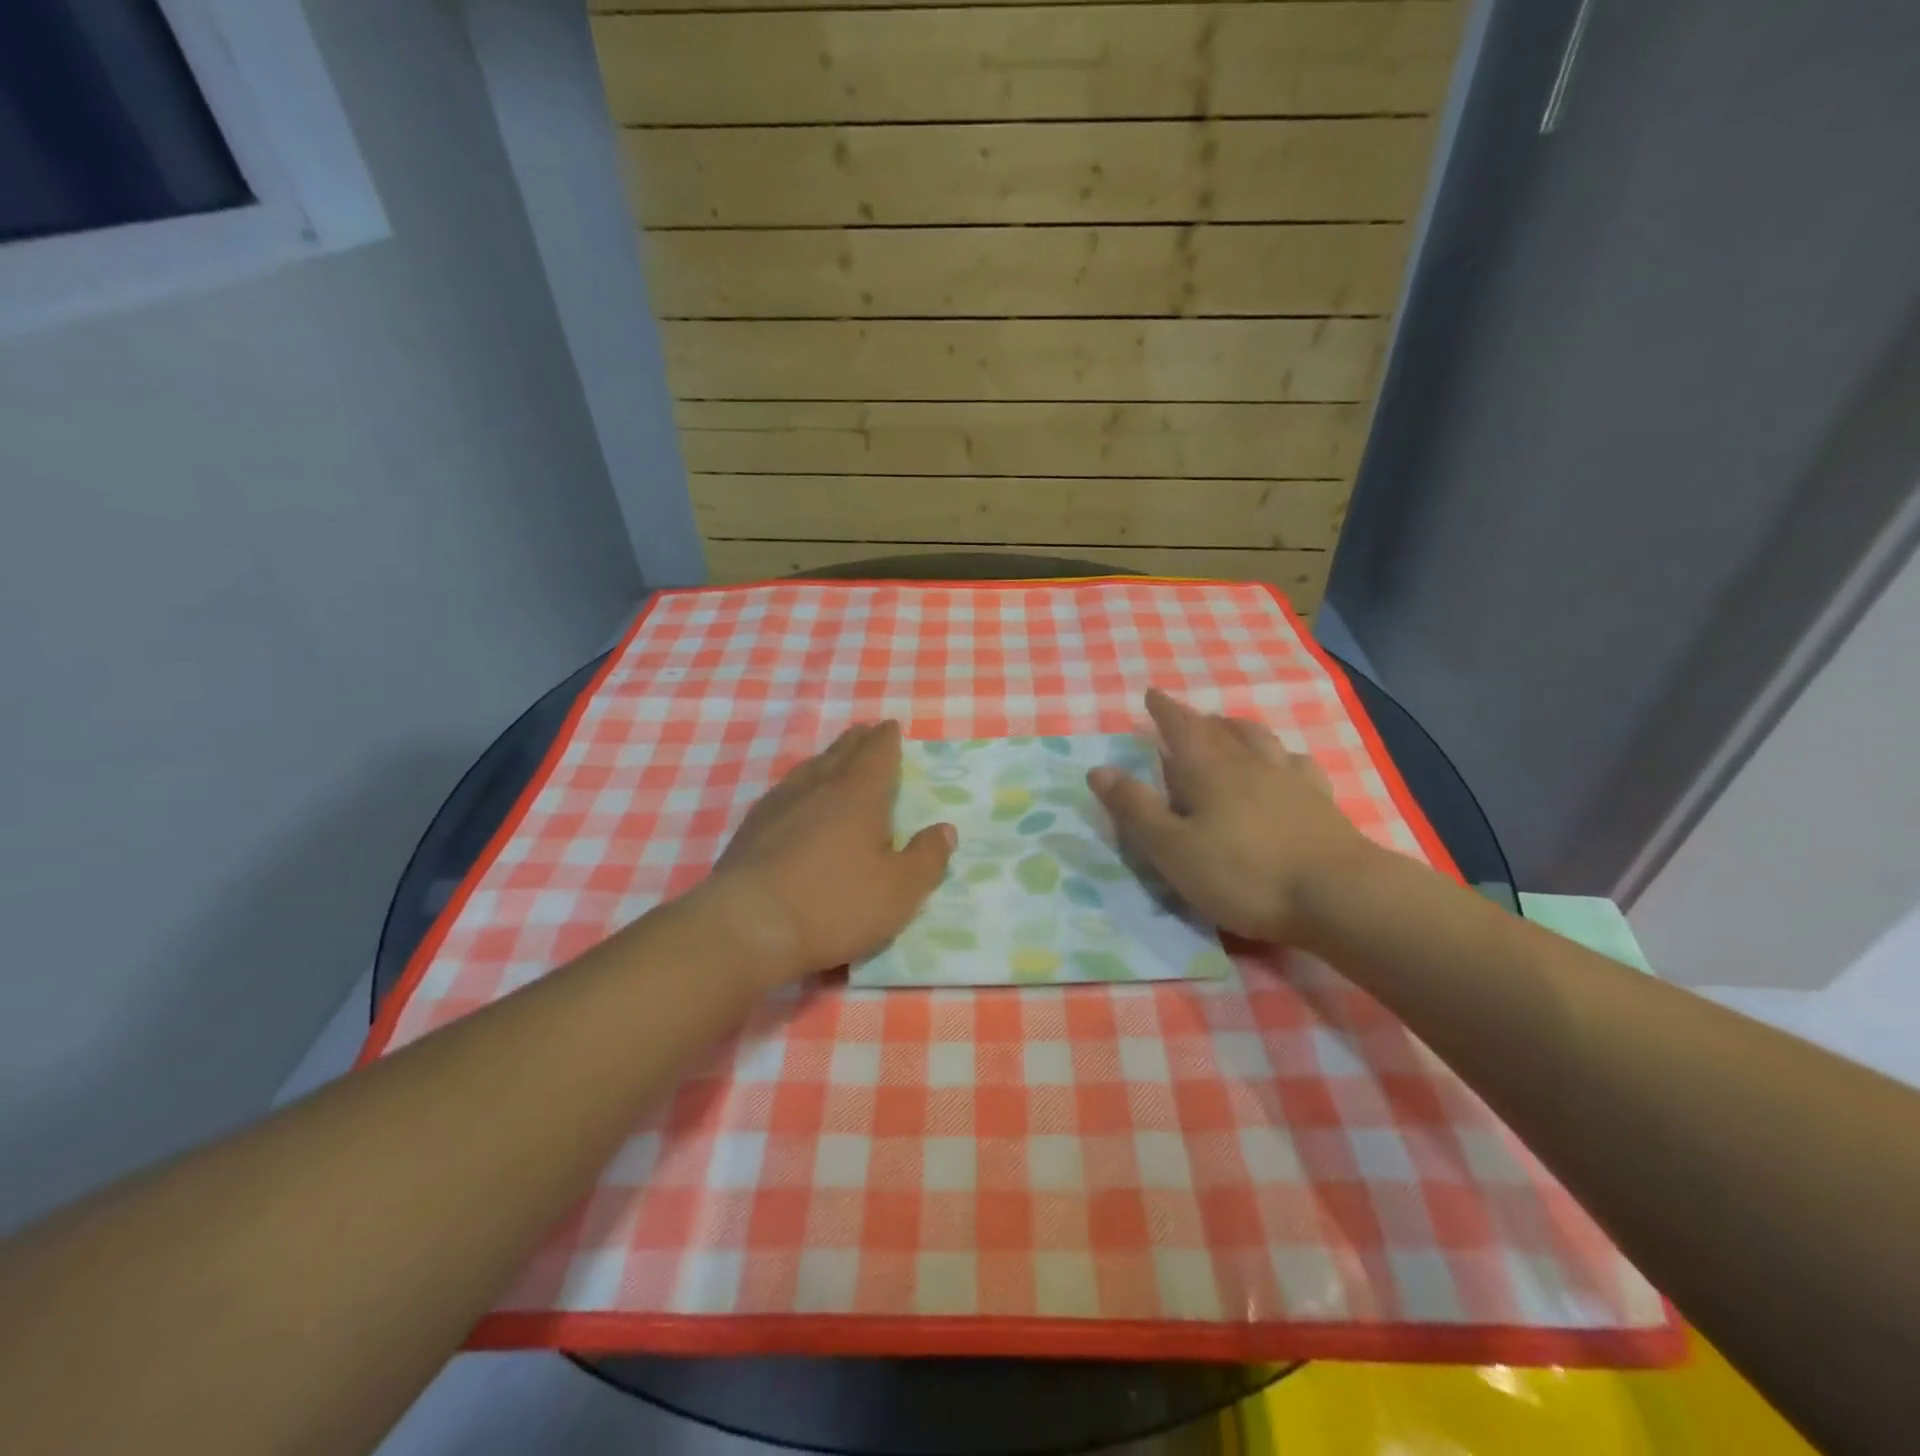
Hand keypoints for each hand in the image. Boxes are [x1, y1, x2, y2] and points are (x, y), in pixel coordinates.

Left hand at [702, 721, 955, 984]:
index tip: (890, 726)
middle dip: (857, 741)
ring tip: (833, 757)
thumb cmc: (835, 905)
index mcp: (858, 794)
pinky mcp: (751, 828)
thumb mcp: (899, 891)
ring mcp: (778, 805)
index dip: (886, 739)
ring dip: (826, 758)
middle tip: (865, 730)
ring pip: (808, 769)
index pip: (877, 754)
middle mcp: (817, 788)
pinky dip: (798, 785)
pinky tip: (794, 798)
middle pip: (840, 754)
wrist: (747, 927)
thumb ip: (927, 858)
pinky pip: (783, 792)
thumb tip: (945, 830)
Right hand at [1087, 689, 1377, 943]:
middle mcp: (1250, 763)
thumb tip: (1098, 769)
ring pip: (1261, 740)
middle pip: (1221, 729)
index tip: (1152, 694)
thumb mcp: (1173, 849)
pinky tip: (1288, 765)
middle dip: (1199, 719)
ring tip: (1230, 729)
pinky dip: (1284, 757)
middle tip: (1187, 717)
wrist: (1339, 896)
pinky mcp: (1322, 802)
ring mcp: (1291, 780)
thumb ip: (1135, 810)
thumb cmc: (1244, 874)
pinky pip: (1299, 765)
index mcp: (1209, 769)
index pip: (1181, 726)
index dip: (1164, 710)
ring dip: (1240, 729)